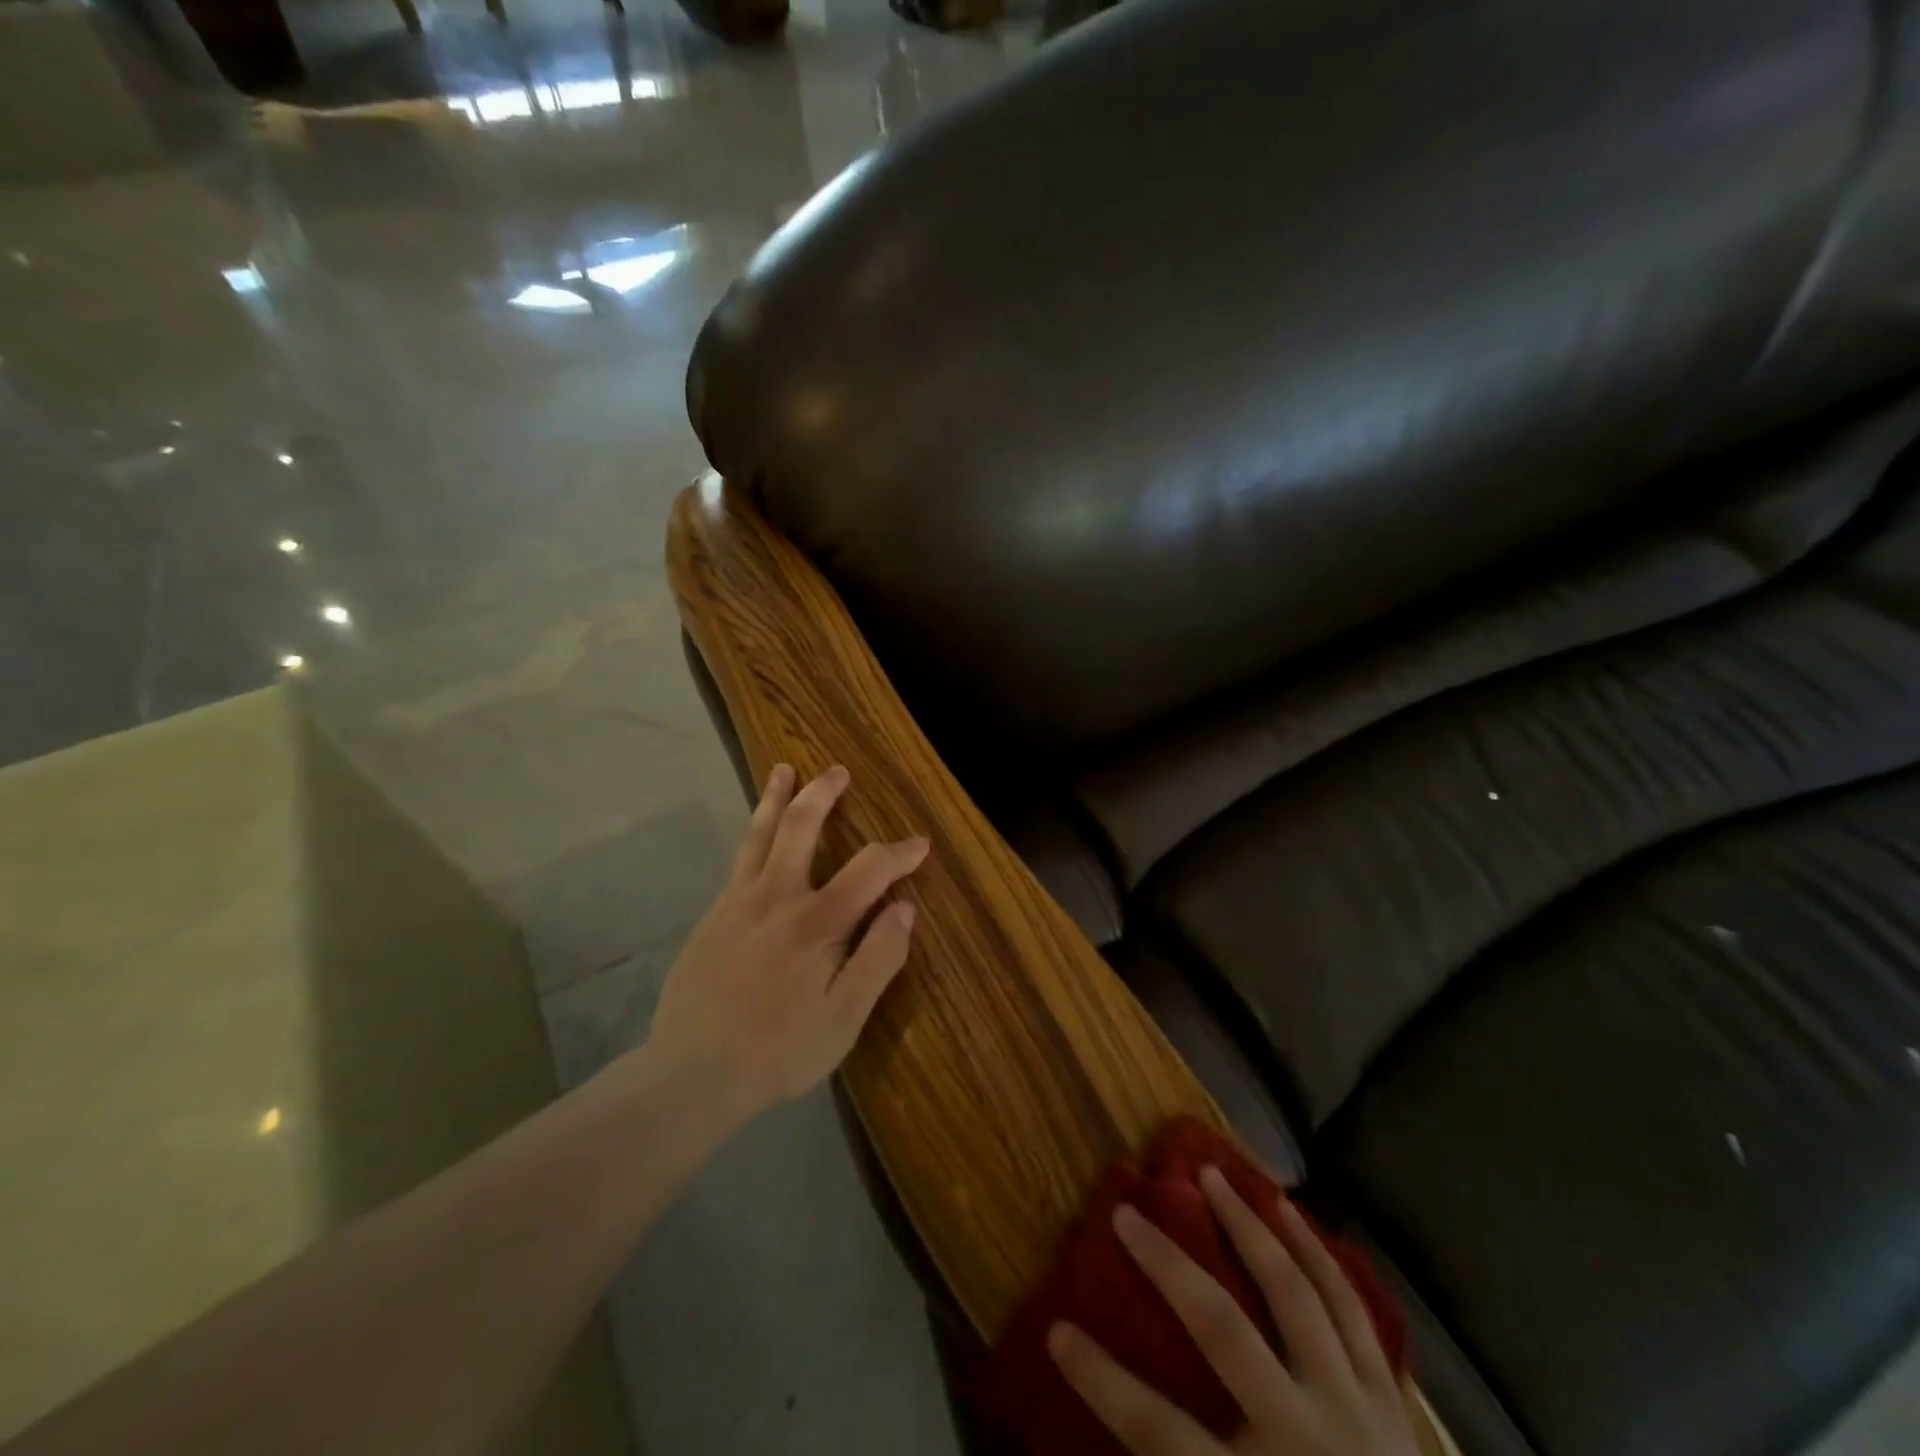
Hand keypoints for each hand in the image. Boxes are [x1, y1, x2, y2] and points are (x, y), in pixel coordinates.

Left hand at [646, 763, 928, 1120]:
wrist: (690, 1074)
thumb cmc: (778, 1051)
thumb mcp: (844, 1019)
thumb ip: (878, 959)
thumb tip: (904, 909)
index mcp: (815, 924)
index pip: (868, 870)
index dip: (899, 853)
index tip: (919, 844)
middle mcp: (775, 898)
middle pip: (800, 828)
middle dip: (823, 794)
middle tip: (838, 771)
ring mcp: (737, 903)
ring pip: (759, 835)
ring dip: (775, 798)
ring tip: (784, 770)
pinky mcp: (712, 916)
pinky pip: (739, 860)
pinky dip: (753, 834)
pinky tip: (758, 834)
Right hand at [1048, 1168, 1420, 1455]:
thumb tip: (1094, 1451)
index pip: (1157, 1432)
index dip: (1100, 1380)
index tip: (1058, 1330)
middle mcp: (1304, 1436)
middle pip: (1223, 1330)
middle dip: (1167, 1265)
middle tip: (1125, 1212)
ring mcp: (1355, 1410)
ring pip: (1294, 1295)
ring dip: (1248, 1228)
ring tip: (1215, 1175)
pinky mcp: (1391, 1400)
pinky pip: (1350, 1311)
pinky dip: (1318, 1255)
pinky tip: (1293, 1213)